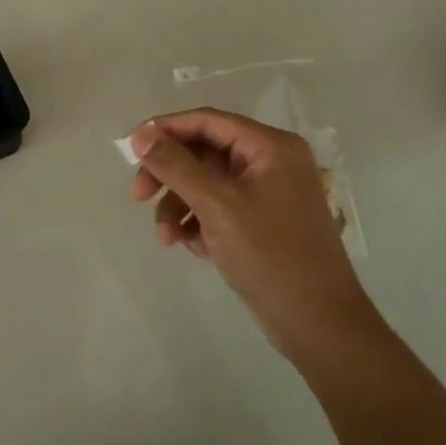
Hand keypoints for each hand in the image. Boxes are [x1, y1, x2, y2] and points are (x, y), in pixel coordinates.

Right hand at [127, 108, 379, 364]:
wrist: (317, 323)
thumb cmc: (269, 254)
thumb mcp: (216, 205)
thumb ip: (175, 165)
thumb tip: (140, 134)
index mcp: (270, 147)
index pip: (207, 121)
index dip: (165, 129)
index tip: (129, 147)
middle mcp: (270, 162)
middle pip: (203, 153)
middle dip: (169, 175)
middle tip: (137, 196)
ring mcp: (267, 193)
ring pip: (206, 184)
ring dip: (179, 206)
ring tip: (165, 239)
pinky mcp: (260, 222)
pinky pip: (218, 208)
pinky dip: (198, 223)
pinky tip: (192, 247)